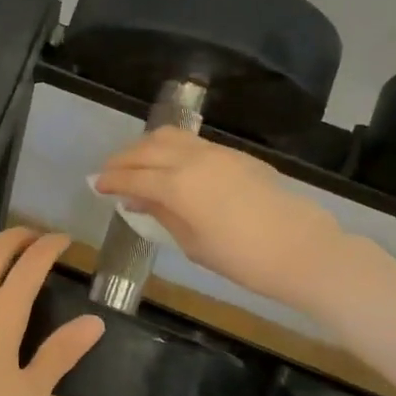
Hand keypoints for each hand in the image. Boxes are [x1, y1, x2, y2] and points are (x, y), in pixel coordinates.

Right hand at [92, 128, 342, 309]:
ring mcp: (215, 153)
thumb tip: (135, 200)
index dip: (110, 180)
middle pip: (146, 149)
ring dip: (145, 147)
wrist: (301, 248)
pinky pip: (192, 142)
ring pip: (169, 137)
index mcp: (177, 186)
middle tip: (108, 173)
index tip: (94, 185)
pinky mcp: (234, 154)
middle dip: (122, 159)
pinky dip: (170, 147)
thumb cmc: (242, 258)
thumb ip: (161, 215)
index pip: (132, 177)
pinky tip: (168, 163)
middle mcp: (192, 160)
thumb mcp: (192, 243)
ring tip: (135, 163)